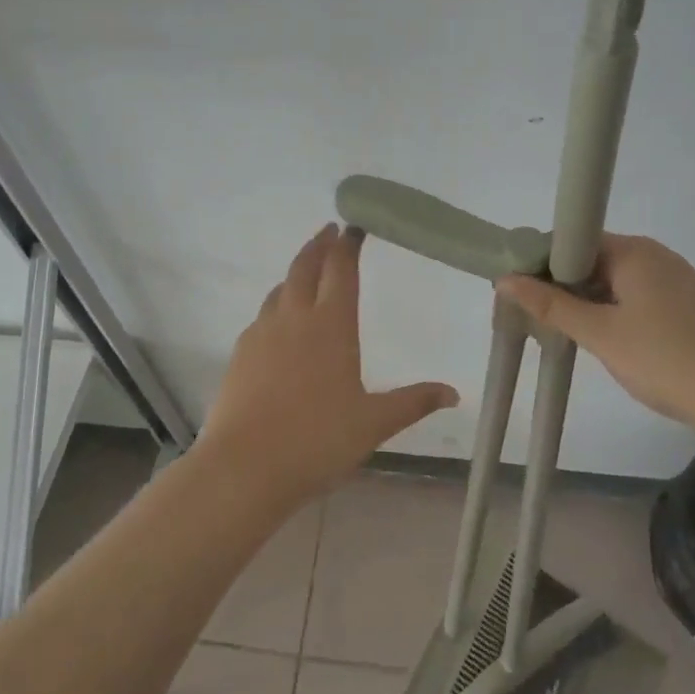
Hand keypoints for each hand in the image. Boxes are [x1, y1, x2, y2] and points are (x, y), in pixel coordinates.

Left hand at [197, 225, 458, 509]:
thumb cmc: (317, 441)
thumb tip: (454, 393)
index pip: (340, 270)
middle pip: (305, 267)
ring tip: (306, 271)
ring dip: (296, 272)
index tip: (353, 227)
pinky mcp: (240, 353)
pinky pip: (263, 315)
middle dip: (318, 245)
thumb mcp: (373, 424)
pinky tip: (280, 322)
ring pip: (280, 289)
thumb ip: (413, 403)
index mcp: (331, 326)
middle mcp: (294, 318)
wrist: (244, 466)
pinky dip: (277, 303)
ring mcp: (262, 333)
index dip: (348, 245)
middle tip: (329, 231)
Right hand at [497, 234, 694, 432]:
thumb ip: (551, 306)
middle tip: (534, 317)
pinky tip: (602, 340)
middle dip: (560, 285)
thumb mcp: (601, 334)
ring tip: (561, 332)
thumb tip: (504, 279)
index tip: (517, 291)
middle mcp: (654, 255)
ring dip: (585, 301)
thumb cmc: (668, 360)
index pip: (571, 241)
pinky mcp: (685, 305)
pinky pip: (633, 297)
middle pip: (591, 259)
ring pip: (612, 281)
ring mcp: (673, 280)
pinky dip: (611, 311)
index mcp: (634, 251)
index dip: (540, 263)